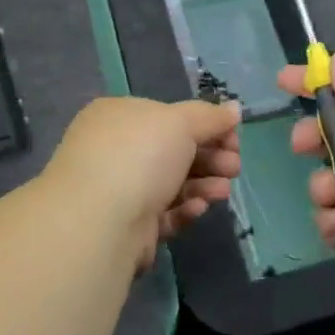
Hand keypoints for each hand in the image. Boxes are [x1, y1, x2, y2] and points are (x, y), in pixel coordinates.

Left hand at [43, 96, 242, 269]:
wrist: (99, 223)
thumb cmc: (139, 156)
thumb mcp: (180, 123)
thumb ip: (209, 117)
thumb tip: (234, 108)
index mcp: (119, 115)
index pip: (168, 116)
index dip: (205, 125)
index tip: (234, 137)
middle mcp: (114, 149)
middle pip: (173, 150)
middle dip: (210, 157)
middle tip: (235, 167)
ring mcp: (118, 189)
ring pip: (171, 183)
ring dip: (203, 184)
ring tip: (224, 191)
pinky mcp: (126, 226)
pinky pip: (162, 213)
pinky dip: (184, 209)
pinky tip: (200, 208)